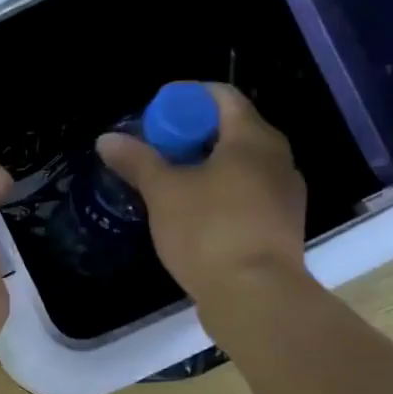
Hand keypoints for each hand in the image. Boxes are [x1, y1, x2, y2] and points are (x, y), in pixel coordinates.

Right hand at [96, 82, 307, 315]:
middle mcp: (278, 158)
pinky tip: (195, 215)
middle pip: (233, 128)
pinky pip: (248, 193)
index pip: (222, 96)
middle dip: (192, 134)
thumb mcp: (163, 193)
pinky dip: (221, 192)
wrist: (256, 297)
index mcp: (253, 138)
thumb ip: (137, 161)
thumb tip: (107, 139)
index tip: (155, 114)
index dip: (186, 98)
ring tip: (170, 184)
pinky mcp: (282, 226)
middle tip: (156, 151)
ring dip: (206, 166)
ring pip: (242, 164)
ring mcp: (285, 194)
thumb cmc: (208, 232)